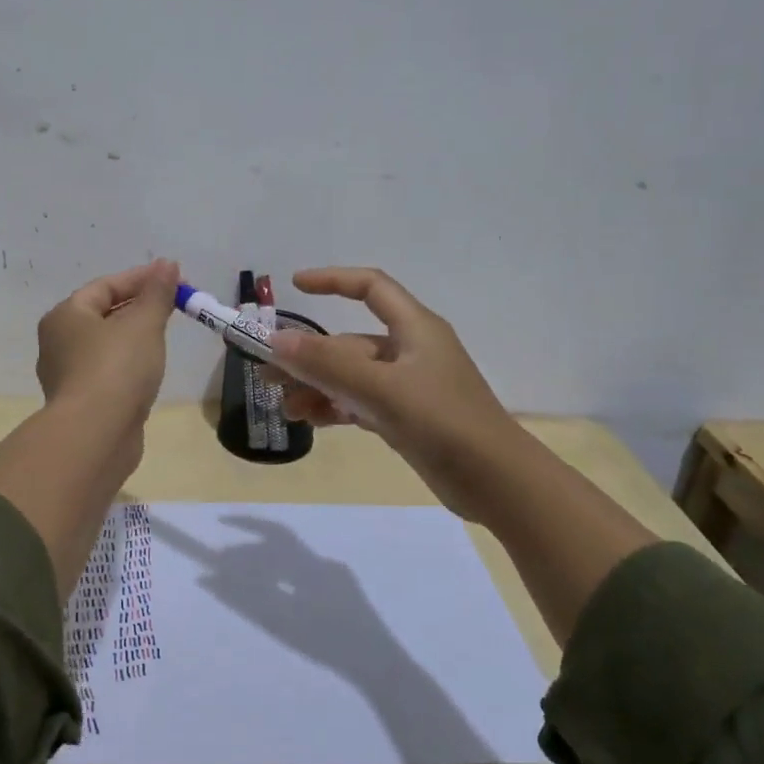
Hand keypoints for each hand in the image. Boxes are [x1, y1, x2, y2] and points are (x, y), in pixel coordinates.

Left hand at [35, 258, 180, 425]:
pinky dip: (130, 364)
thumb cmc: (116, 368)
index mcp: (65, 315)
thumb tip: (168, 264)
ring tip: (166, 334)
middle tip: (175, 305)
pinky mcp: (83, 403)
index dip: (142, 278)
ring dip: (135, 336)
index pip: (105, 286)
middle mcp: (59, 342)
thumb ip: (157, 293)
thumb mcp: (143, 324)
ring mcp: (68, 375)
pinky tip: (150, 369)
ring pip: (106, 345)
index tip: (176, 278)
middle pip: (104, 313)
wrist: (96, 435)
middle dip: (140, 306)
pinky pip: (109, 372)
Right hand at [266, 267, 523, 522]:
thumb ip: (328, 364)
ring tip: (283, 406)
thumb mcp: (382, 389)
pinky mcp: (407, 418)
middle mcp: (411, 351)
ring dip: (317, 387)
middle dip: (309, 355)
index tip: (295, 286)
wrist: (497, 482)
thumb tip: (277, 339)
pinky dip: (335, 408)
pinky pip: (361, 403)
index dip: (333, 280)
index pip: (370, 287)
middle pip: (350, 342)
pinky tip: (310, 421)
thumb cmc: (443, 422)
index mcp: (415, 329)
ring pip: (352, 377)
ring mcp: (408, 387)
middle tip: (266, 373)